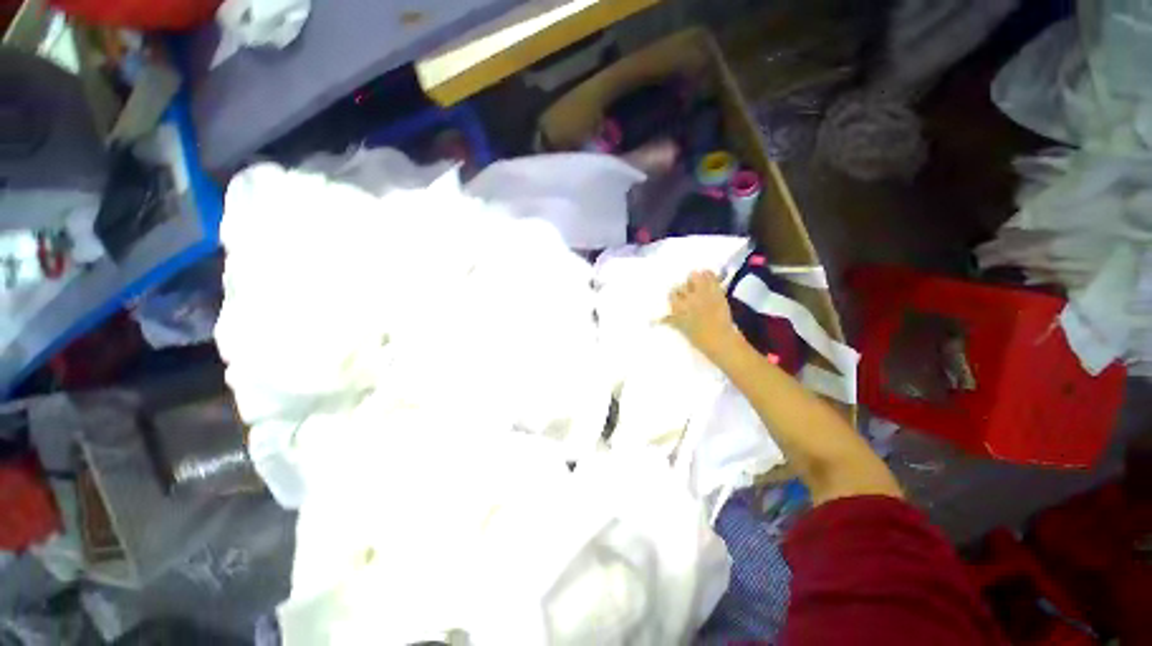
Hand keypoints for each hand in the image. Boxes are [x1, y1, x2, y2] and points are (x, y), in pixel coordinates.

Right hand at [664, 271, 740, 358]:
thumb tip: (658, 319)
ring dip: (695, 278)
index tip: (679, 297)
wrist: (720, 339)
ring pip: (694, 276)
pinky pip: (711, 276)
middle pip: (682, 285)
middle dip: (685, 287)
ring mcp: (703, 293)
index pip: (672, 294)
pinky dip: (709, 274)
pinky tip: (708, 275)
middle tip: (689, 290)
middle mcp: (688, 298)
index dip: (676, 295)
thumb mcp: (682, 329)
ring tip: (698, 280)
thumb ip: (671, 321)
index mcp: (678, 308)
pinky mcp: (716, 291)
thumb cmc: (699, 338)